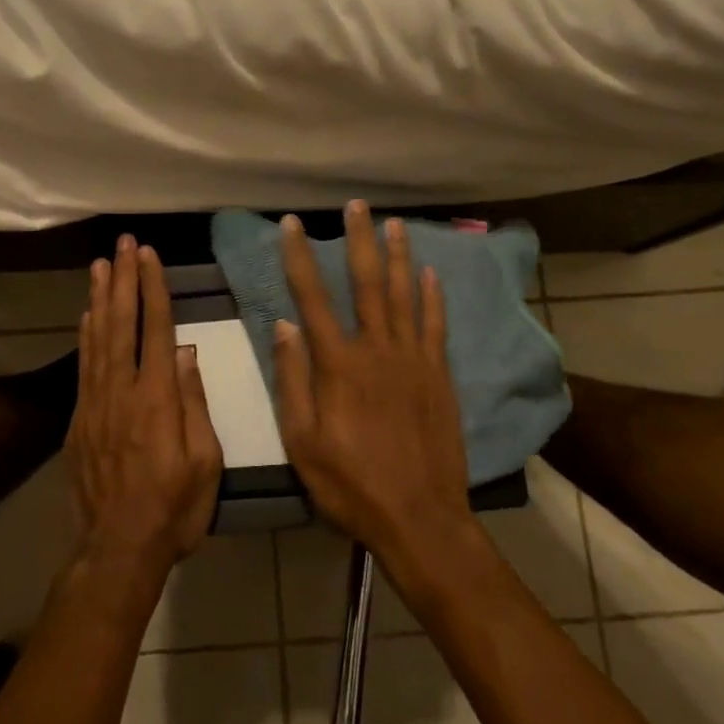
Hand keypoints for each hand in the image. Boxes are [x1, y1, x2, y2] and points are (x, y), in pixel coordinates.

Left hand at [66, 237, 222, 576]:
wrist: (118, 549)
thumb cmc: (174, 508)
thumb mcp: (205, 461)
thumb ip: (193, 402)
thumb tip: (184, 351)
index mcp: (157, 399)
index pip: (155, 330)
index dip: (152, 289)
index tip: (148, 255)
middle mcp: (121, 392)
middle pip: (121, 324)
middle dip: (123, 280)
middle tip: (122, 244)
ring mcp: (95, 405)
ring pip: (96, 339)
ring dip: (100, 299)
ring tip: (100, 265)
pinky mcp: (79, 420)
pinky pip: (82, 367)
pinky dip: (84, 336)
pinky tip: (86, 316)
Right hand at [273, 201, 474, 560]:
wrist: (421, 518)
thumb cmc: (351, 485)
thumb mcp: (303, 442)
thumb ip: (293, 381)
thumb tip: (283, 325)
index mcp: (339, 366)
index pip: (313, 298)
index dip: (299, 257)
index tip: (292, 225)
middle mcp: (377, 350)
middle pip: (366, 284)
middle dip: (358, 241)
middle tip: (356, 205)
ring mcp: (414, 361)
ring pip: (405, 296)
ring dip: (398, 256)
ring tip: (394, 223)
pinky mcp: (440, 376)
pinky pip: (437, 326)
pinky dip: (433, 297)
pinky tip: (431, 273)